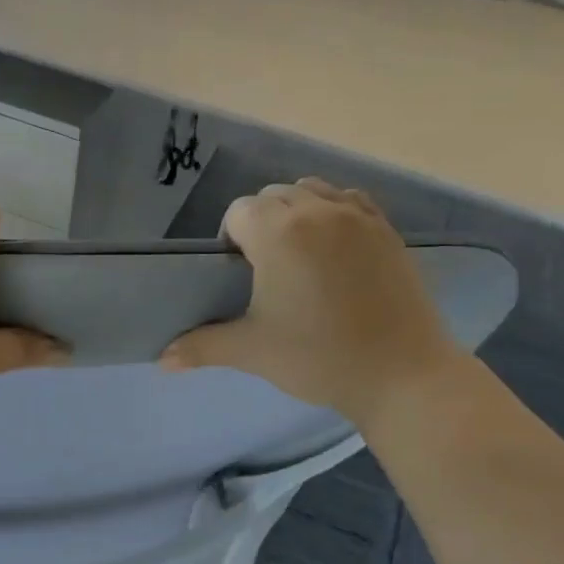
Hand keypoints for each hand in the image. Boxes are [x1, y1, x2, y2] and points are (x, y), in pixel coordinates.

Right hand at [161, 178, 457, 422]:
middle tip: (265, 269)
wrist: (401, 372)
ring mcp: (357, 217)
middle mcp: (317, 211)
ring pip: (312, 191)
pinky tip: (334, 247)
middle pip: (273, 195)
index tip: (238, 275)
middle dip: (261, 222)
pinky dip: (334, 212)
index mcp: (278, 234)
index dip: (231, 239)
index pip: (239, 212)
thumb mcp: (252, 352)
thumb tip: (162, 360)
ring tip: (298, 254)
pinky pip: (350, 200)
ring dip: (296, 211)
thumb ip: (202, 347)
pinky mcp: (386, 230)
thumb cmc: (318, 358)